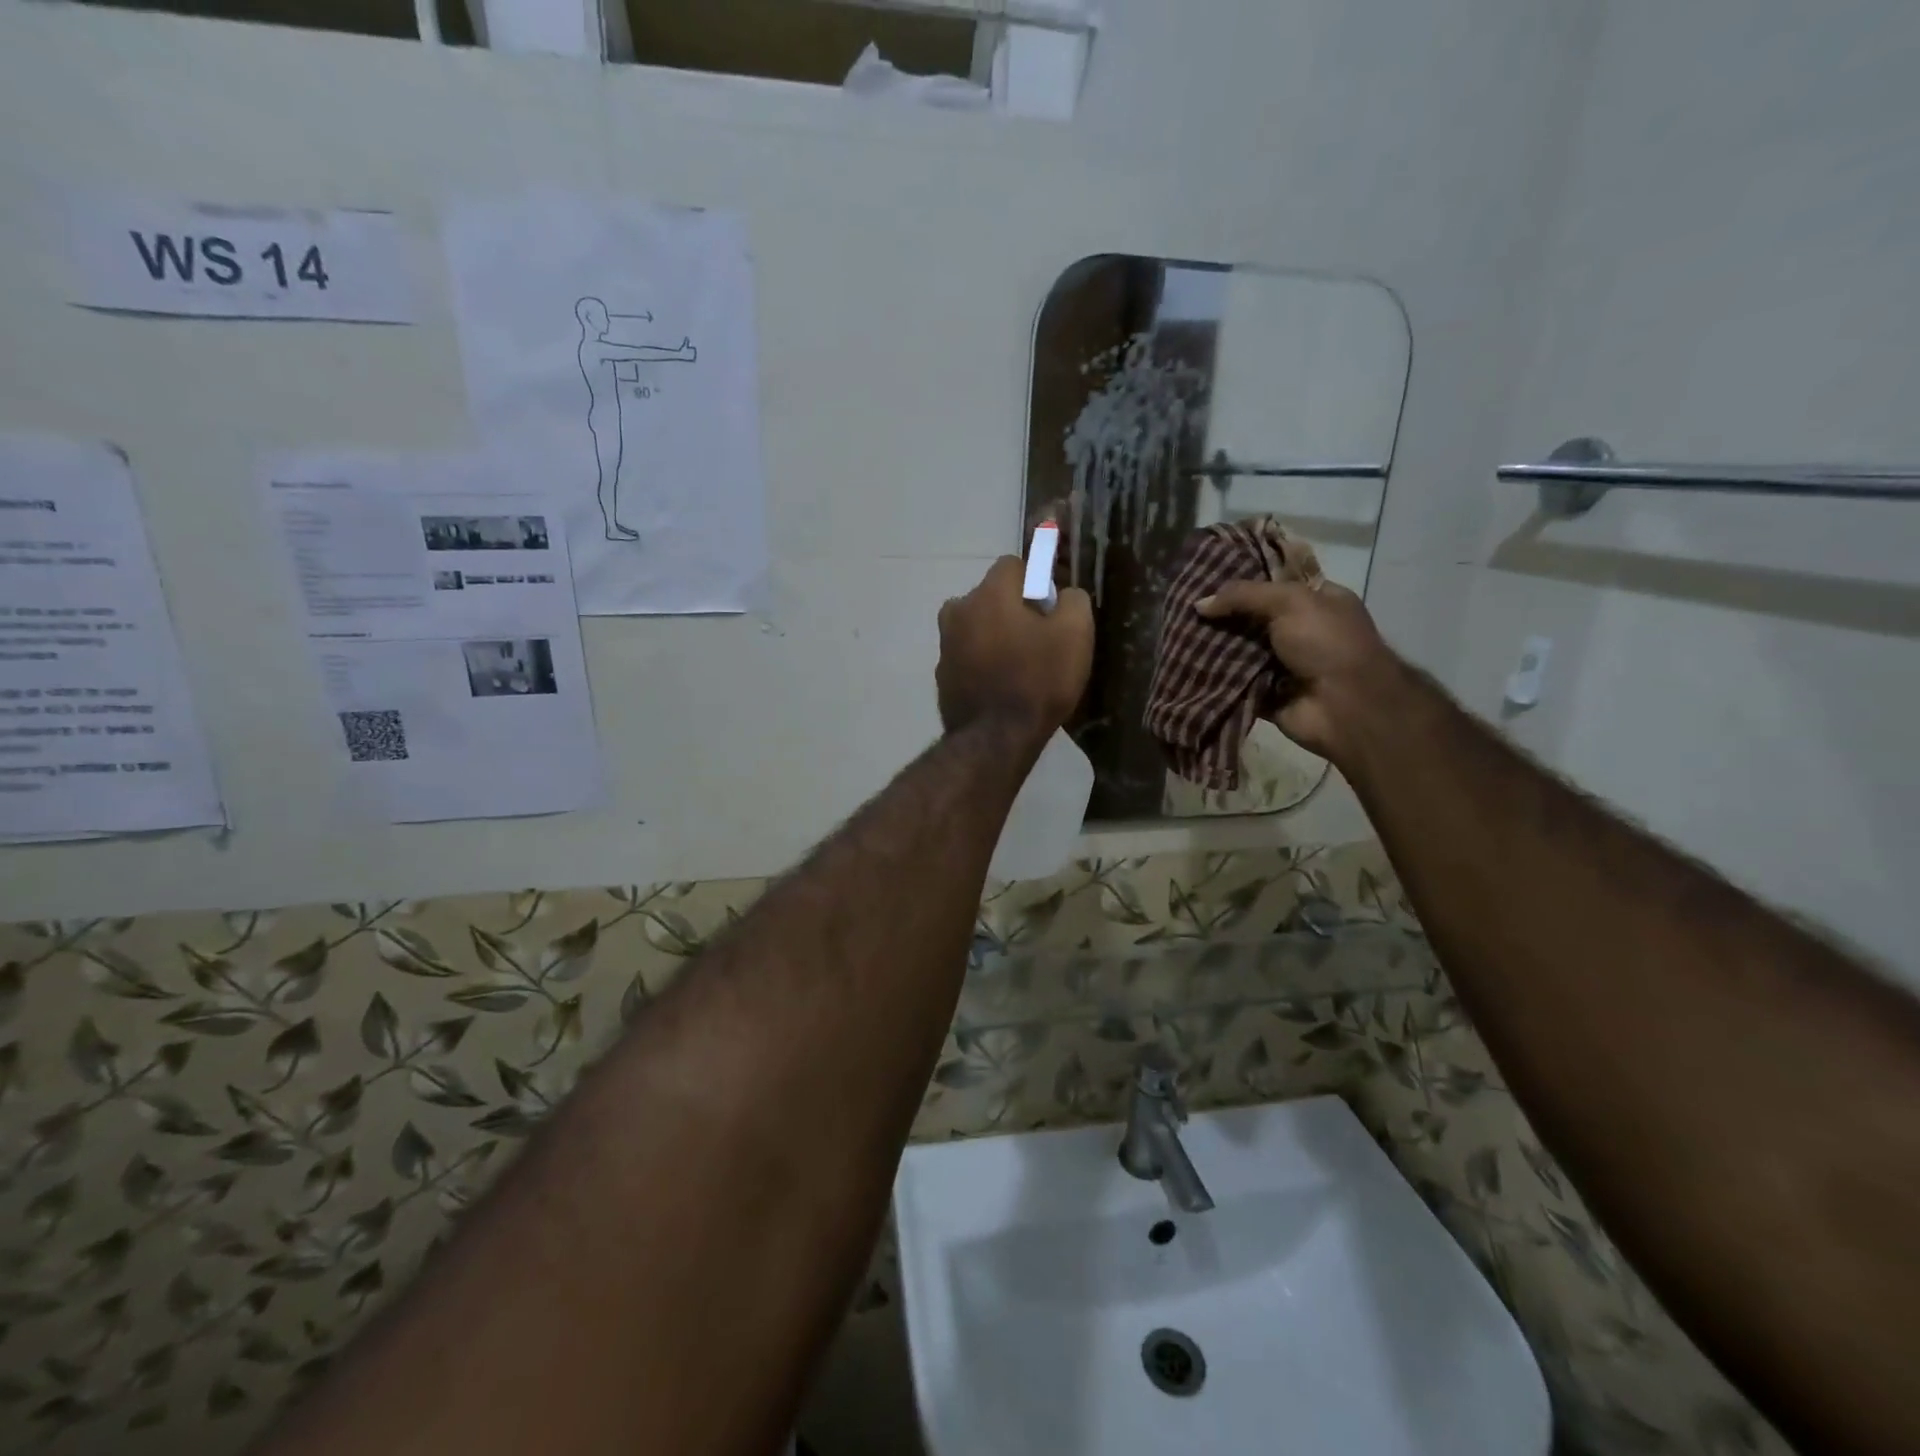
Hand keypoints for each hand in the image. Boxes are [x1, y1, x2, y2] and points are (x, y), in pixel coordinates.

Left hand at [937, 557, 1093, 751]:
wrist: (996, 740)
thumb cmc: (1039, 681)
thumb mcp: (1075, 634)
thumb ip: (1073, 600)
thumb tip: (1063, 594)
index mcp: (988, 594)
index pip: (1013, 565)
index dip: (1037, 581)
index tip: (1051, 609)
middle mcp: (958, 611)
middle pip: (992, 596)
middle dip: (1014, 609)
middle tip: (1039, 641)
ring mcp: (945, 644)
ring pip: (977, 626)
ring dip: (996, 635)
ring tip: (1019, 667)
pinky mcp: (942, 675)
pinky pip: (968, 656)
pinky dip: (982, 662)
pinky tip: (1001, 686)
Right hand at [1195, 575, 1404, 763]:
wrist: (1346, 708)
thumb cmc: (1327, 644)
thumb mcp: (1290, 602)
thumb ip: (1244, 596)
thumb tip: (1199, 604)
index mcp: (1317, 601)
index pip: (1274, 583)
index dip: (1242, 579)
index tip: (1204, 578)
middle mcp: (1301, 631)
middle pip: (1252, 618)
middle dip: (1221, 616)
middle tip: (1182, 609)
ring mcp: (1283, 665)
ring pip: (1239, 650)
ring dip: (1213, 647)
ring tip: (1175, 636)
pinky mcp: (1267, 694)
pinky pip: (1234, 682)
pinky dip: (1215, 678)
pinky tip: (1186, 666)